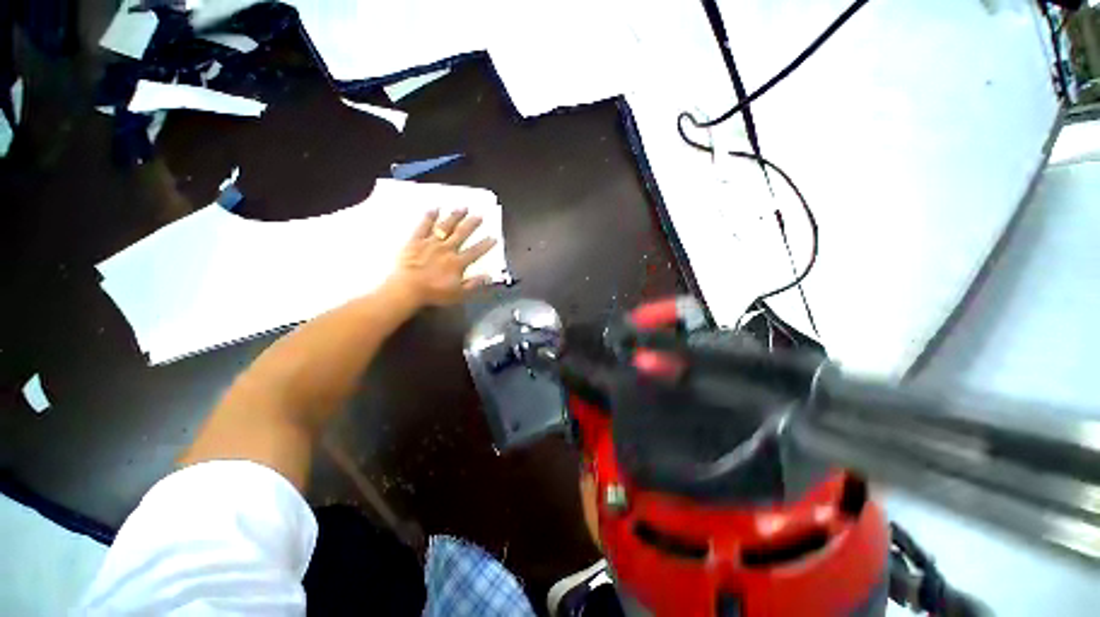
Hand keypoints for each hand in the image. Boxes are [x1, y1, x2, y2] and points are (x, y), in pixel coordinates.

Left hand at [388, 208, 496, 307]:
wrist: (407, 289)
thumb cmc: (433, 293)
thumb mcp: (458, 294)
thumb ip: (474, 284)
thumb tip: (488, 276)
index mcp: (457, 262)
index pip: (475, 251)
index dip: (485, 245)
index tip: (493, 237)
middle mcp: (447, 249)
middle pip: (462, 234)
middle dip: (472, 224)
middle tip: (479, 215)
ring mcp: (431, 243)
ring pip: (445, 226)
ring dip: (455, 217)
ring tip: (463, 207)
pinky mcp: (415, 241)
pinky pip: (424, 227)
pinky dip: (429, 217)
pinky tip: (434, 209)